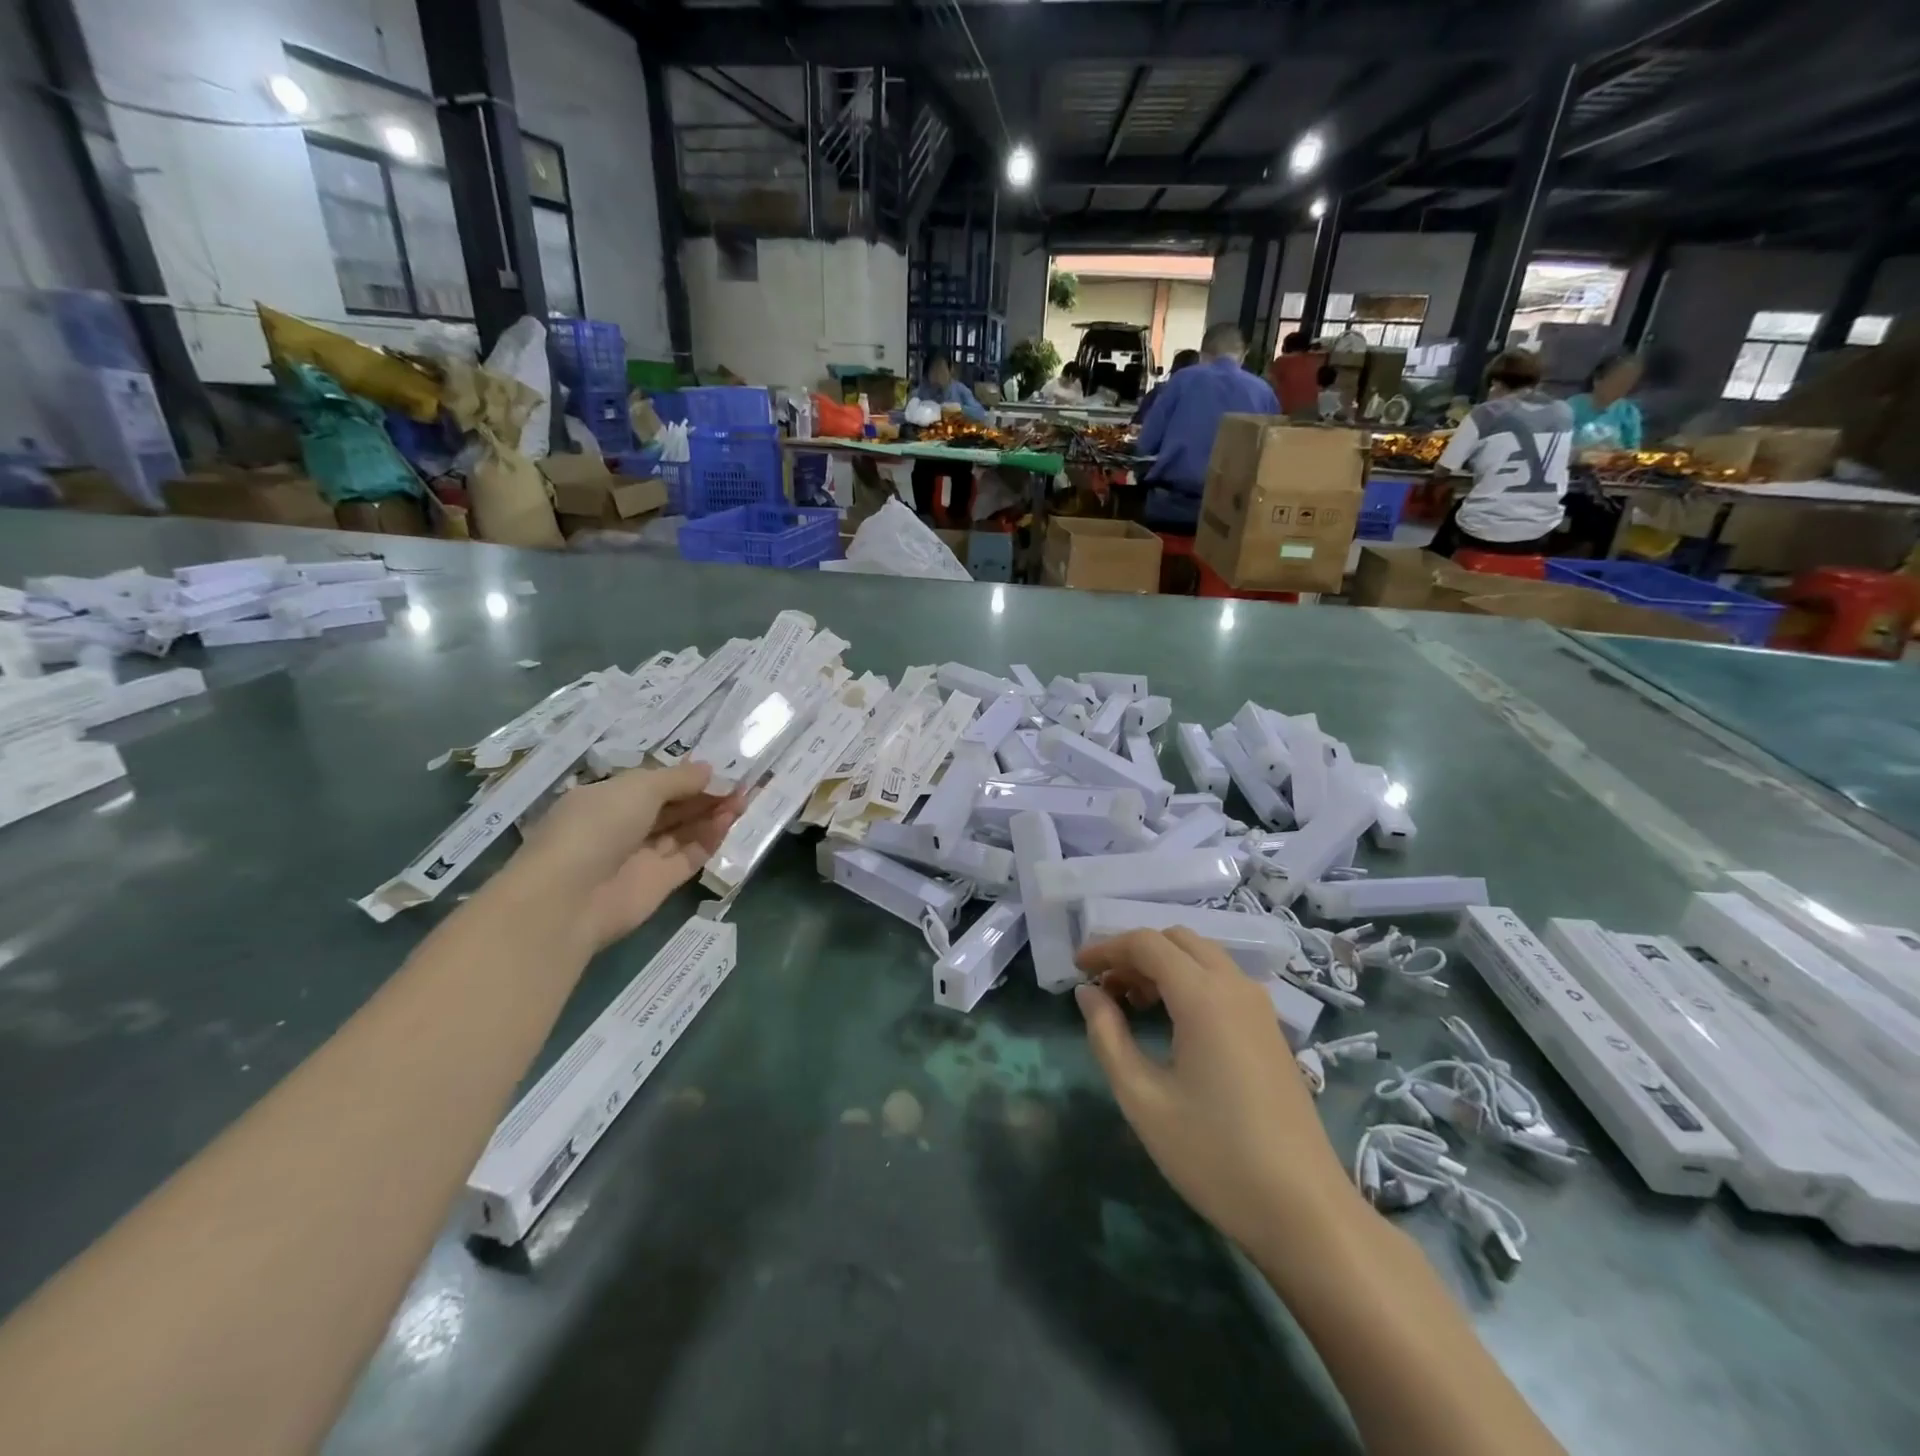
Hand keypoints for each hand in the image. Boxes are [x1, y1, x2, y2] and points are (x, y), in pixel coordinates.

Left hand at [518, 762, 743, 949]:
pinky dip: (710, 839)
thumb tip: (709, 770)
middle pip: (673, 807)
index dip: (686, 776)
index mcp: (608, 799)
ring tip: (744, 799)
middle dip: (706, 794)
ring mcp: (642, 856)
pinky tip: (730, 821)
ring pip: (685, 831)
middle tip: (742, 782)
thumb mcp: (638, 788)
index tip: (721, 767)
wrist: (570, 899)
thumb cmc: (597, 827)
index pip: (653, 784)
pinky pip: (690, 856)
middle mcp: (624, 826)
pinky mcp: (660, 883)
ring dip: (713, 814)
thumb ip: (678, 778)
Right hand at [1074, 928, 1357, 1255]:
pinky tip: (1172, 1022)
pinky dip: (1189, 981)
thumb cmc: (1214, 1155)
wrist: (1304, 1212)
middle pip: (1177, 940)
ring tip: (1131, 1004)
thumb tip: (1088, 992)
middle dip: (1135, 953)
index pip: (1147, 943)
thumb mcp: (1142, 1098)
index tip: (1077, 969)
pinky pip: (1222, 980)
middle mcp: (1235, 987)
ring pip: (1203, 957)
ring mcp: (1259, 1007)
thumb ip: (1107, 1035)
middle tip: (1104, 987)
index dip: (1107, 948)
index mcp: (1203, 996)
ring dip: (1163, 965)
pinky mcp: (1271, 1029)